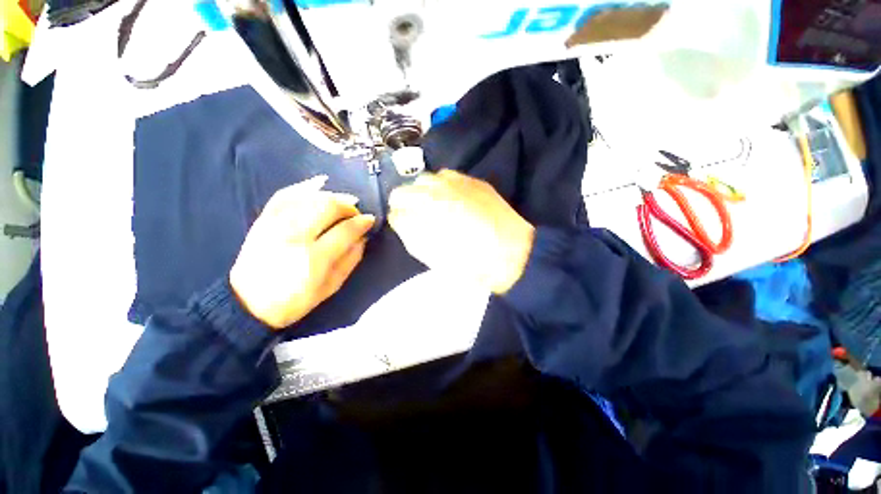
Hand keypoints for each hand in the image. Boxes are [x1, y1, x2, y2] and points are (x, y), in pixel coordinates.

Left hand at [230, 177, 374, 328]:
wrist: (247, 303)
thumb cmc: (294, 300)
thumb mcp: (330, 287)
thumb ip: (350, 261)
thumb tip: (363, 238)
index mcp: (314, 258)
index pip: (344, 230)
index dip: (361, 222)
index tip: (370, 220)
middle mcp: (294, 236)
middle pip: (327, 207)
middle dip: (347, 206)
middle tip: (355, 213)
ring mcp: (275, 225)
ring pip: (309, 198)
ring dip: (332, 197)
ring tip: (342, 203)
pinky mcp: (263, 220)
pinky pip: (285, 195)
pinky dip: (304, 187)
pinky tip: (319, 185)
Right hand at [388, 170, 534, 293]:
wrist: (510, 254)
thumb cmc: (467, 263)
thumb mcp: (430, 255)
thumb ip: (410, 233)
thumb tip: (401, 219)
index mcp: (419, 217)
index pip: (394, 208)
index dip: (398, 217)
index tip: (404, 224)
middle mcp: (431, 194)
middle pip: (403, 190)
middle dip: (406, 202)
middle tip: (418, 215)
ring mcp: (452, 183)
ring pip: (424, 179)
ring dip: (424, 191)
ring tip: (436, 204)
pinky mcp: (471, 180)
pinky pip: (446, 175)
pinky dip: (443, 185)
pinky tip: (453, 198)